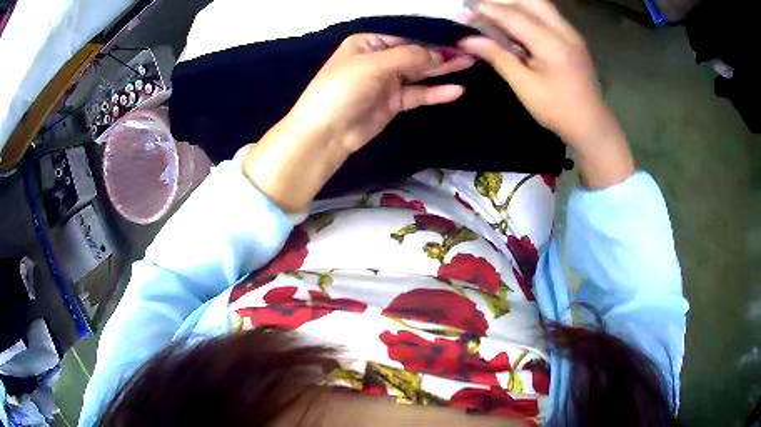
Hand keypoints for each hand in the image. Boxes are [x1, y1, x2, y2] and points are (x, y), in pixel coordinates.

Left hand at [243, 34, 473, 211]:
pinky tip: (456, 90)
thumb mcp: (373, 65)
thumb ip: (409, 57)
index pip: (406, 38)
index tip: (458, 42)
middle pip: (416, 54)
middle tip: (471, 53)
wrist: (325, 133)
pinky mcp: (393, 102)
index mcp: (369, 43)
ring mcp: (387, 81)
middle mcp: (379, 58)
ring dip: (443, 70)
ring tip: (470, 64)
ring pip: (420, 73)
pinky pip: (418, 94)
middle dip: (442, 54)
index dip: (432, 40)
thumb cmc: (342, 89)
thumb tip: (440, 53)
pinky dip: (436, 92)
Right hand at [459, 0, 612, 146]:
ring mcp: (571, 33)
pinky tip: (515, 24)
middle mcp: (564, 31)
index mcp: (552, 44)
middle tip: (482, 10)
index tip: (464, 7)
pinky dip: (527, 13)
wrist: (592, 125)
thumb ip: (498, 57)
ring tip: (495, 15)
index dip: (487, 9)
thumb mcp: (525, 87)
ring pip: (540, 5)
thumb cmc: (558, 110)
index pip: (514, 16)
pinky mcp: (572, 38)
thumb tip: (467, 40)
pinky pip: (547, 15)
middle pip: (531, 0)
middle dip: (503, 1)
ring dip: (516, 4)